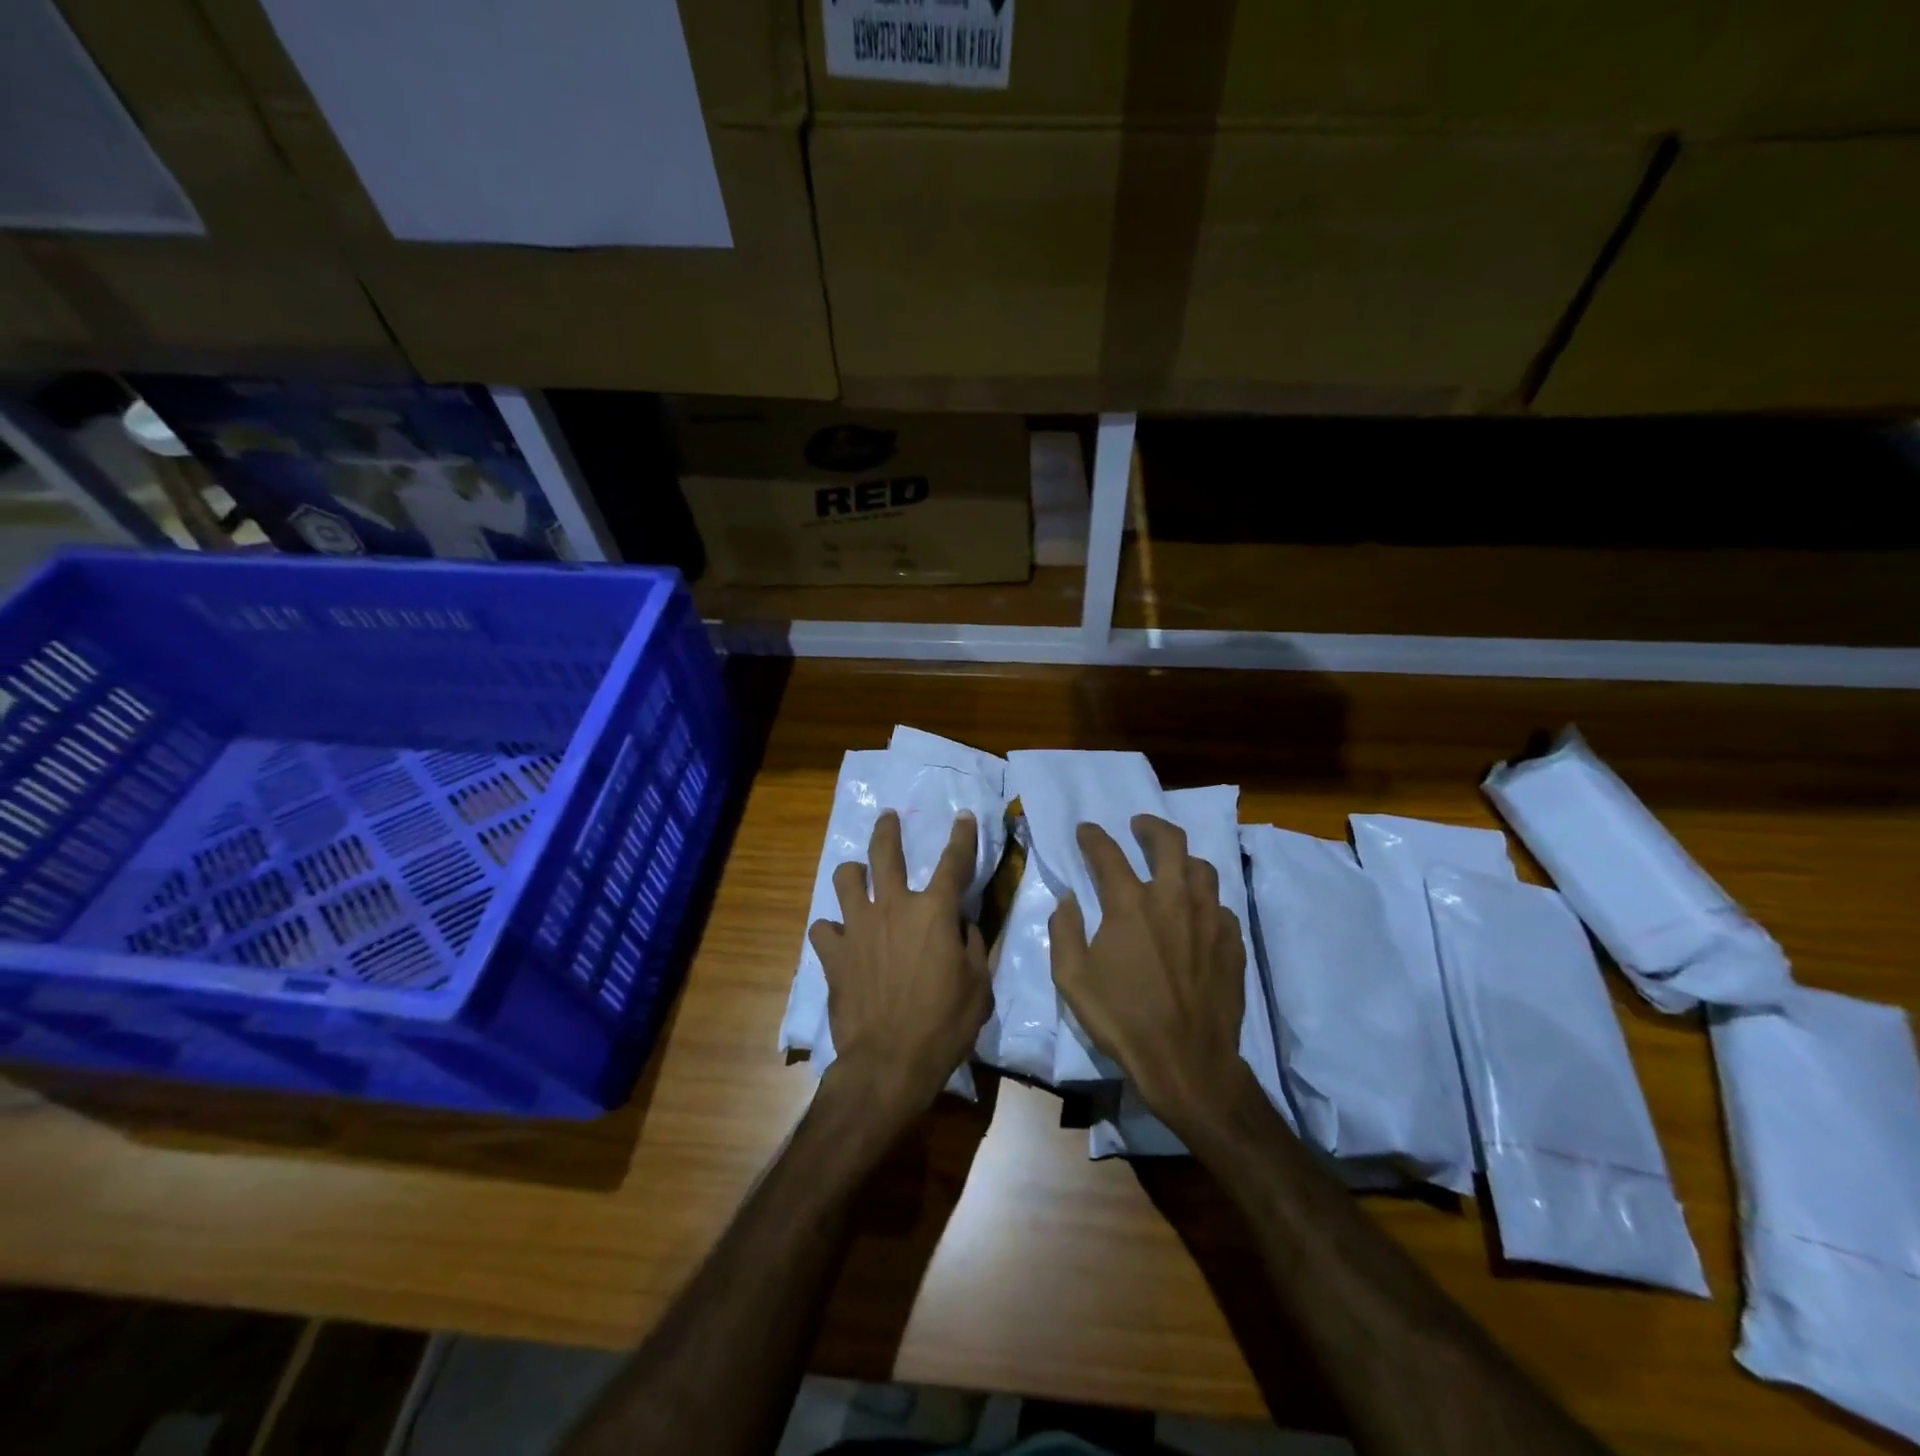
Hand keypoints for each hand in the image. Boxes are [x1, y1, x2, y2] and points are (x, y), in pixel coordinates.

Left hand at [809, 809, 990, 1117]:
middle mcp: (892, 907)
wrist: (888, 1061)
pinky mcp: (833, 953)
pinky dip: (832, 929)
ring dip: (852, 874)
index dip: (962, 836)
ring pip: (845, 879)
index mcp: (933, 911)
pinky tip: (839, 938)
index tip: (963, 816)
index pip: (954, 862)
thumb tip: (962, 924)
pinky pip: (823, 927)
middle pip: (885, 853)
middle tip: (887, 818)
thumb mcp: (978, 985)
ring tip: (856, 877)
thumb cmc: (943, 1024)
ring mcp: (857, 927)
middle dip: (887, 830)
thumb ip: (972, 945)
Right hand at [1049, 815, 1249, 1132]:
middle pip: (1169, 841)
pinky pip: (1220, 905)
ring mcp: (1208, 918)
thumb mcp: (1072, 979)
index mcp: (1130, 904)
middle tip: (1140, 825)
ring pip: (1202, 868)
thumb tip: (1069, 899)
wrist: (1187, 1061)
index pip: (1108, 853)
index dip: (1093, 836)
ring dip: (1183, 858)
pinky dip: (1204, 900)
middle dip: (1150, 826)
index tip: (1086, 830)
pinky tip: (1196, 914)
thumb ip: (1064, 930)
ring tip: (1172, 864)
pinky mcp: (1232, 942)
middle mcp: (1173, 899)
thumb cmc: (1122, 1019)